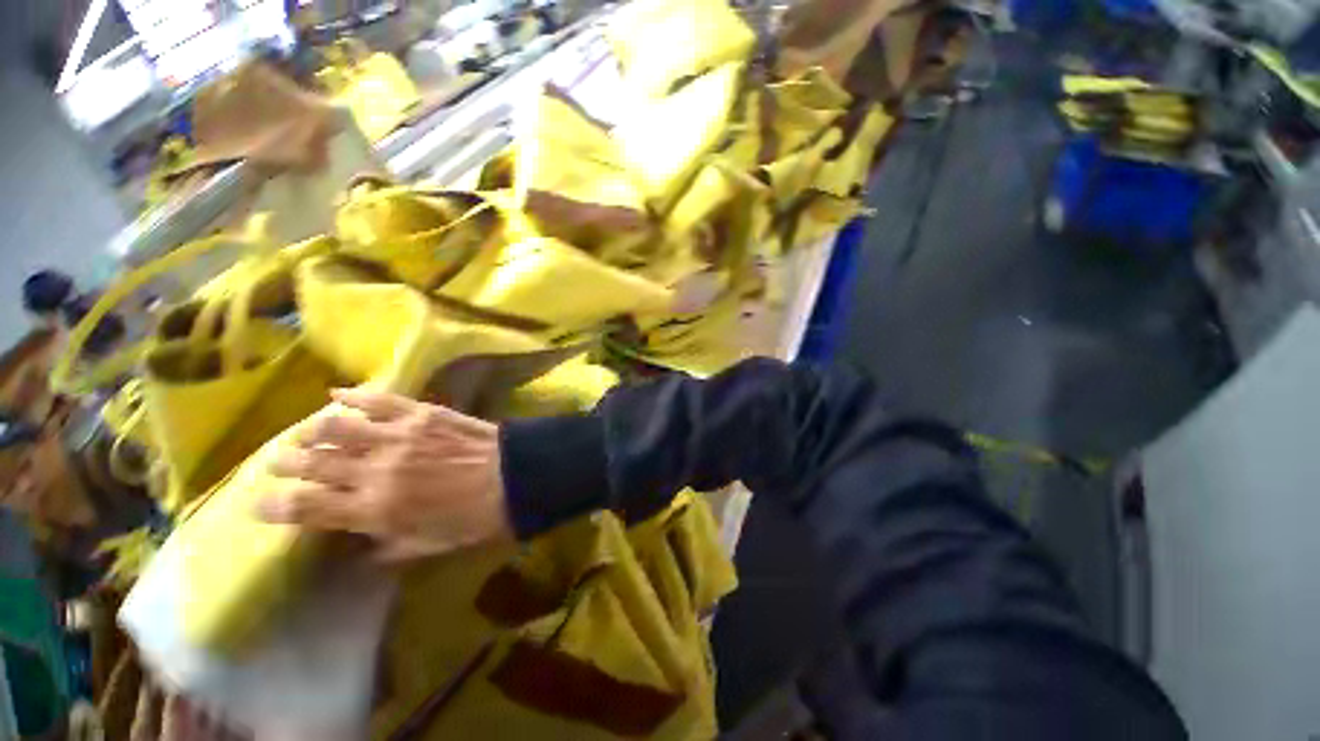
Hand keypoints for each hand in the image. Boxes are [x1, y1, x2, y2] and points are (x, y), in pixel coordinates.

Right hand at [257, 388, 512, 559]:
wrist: (519, 476)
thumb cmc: (479, 519)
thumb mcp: (432, 546)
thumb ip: (391, 549)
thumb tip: (363, 551)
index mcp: (374, 511)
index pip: (306, 508)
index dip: (275, 506)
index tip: (259, 504)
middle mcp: (375, 471)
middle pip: (312, 463)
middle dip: (286, 463)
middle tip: (278, 462)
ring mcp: (398, 437)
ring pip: (336, 427)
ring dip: (312, 431)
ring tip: (304, 435)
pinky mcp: (422, 413)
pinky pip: (379, 400)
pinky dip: (353, 396)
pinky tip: (335, 394)